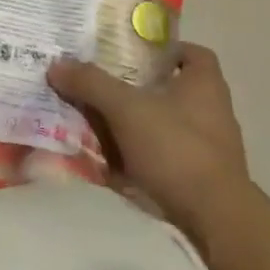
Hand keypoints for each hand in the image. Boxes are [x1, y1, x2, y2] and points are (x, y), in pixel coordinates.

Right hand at [47, 43, 250, 247]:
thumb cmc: (177, 149)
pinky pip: (154, 156)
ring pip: (157, 123)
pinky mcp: (192, 178)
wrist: (213, 221)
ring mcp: (203, 148)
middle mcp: (209, 113)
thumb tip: (56, 65)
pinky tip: (100, 156)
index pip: (191, 53)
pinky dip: (130, 154)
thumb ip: (91, 83)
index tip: (128, 50)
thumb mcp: (126, 108)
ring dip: (126, 121)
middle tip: (94, 80)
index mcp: (204, 86)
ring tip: (88, 116)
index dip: (162, 48)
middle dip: (131, 85)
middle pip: (166, 88)